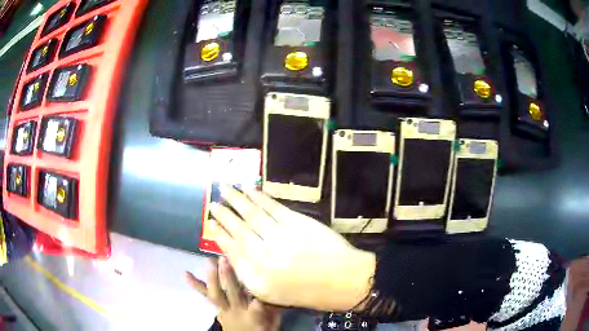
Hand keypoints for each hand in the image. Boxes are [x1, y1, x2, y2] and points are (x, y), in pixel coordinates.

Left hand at [186, 258, 280, 330]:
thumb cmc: (260, 330)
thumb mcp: (272, 322)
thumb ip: (275, 309)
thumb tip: (281, 294)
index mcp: (254, 317)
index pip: (256, 308)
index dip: (255, 300)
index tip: (254, 291)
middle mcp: (237, 311)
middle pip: (232, 295)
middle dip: (228, 279)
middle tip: (224, 261)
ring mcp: (224, 310)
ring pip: (216, 295)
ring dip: (212, 278)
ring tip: (209, 261)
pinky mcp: (217, 308)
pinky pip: (206, 296)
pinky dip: (195, 284)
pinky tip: (185, 273)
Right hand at [208, 185, 375, 311]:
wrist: (343, 280)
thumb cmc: (307, 292)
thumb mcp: (271, 293)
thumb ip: (249, 274)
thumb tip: (232, 253)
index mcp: (255, 275)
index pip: (230, 249)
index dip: (218, 234)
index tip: (209, 223)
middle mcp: (263, 254)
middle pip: (238, 228)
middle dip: (223, 214)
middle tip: (211, 203)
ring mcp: (279, 235)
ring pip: (251, 213)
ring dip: (236, 198)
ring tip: (224, 187)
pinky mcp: (296, 221)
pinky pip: (271, 206)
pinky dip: (258, 195)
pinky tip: (248, 188)